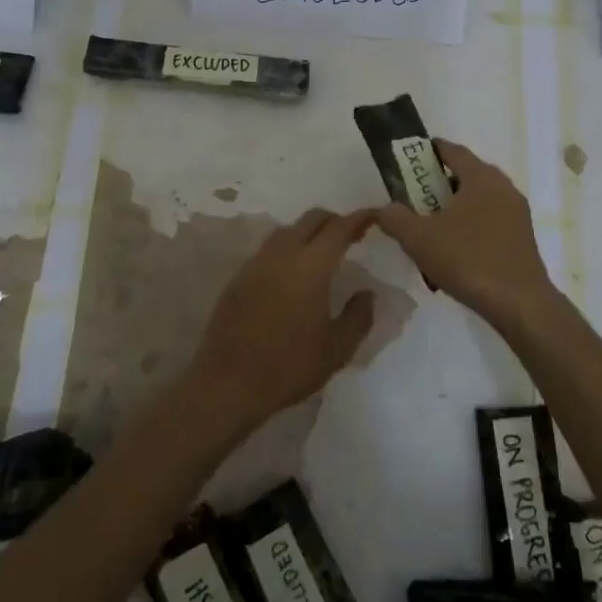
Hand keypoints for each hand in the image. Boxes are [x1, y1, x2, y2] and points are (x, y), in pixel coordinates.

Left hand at [190, 208, 378, 436]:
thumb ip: (358, 316)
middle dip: (334, 220)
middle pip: (311, 219)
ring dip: (308, 233)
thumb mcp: (337, 349)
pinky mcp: (238, 278)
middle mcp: (283, 254)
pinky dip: (287, 250)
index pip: (340, 228)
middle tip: (351, 236)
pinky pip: (269, 250)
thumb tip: (367, 293)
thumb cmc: (289, 366)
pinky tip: (292, 274)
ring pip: (287, 231)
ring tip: (322, 253)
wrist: (227, 384)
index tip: (374, 216)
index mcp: (311, 265)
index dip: (359, 218)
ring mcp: (256, 263)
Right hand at [372, 138, 557, 329]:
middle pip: (467, 174)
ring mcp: (516, 212)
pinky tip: (456, 249)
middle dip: (439, 182)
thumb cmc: (468, 259)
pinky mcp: (522, 237)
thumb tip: (385, 208)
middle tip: (415, 197)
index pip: (453, 150)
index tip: (409, 159)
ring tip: (432, 226)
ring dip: (456, 206)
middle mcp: (503, 187)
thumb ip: (395, 217)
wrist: (519, 302)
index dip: (430, 151)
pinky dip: (471, 224)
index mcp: (481, 177)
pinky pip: (491, 219)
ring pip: (479, 199)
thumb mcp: (419, 238)